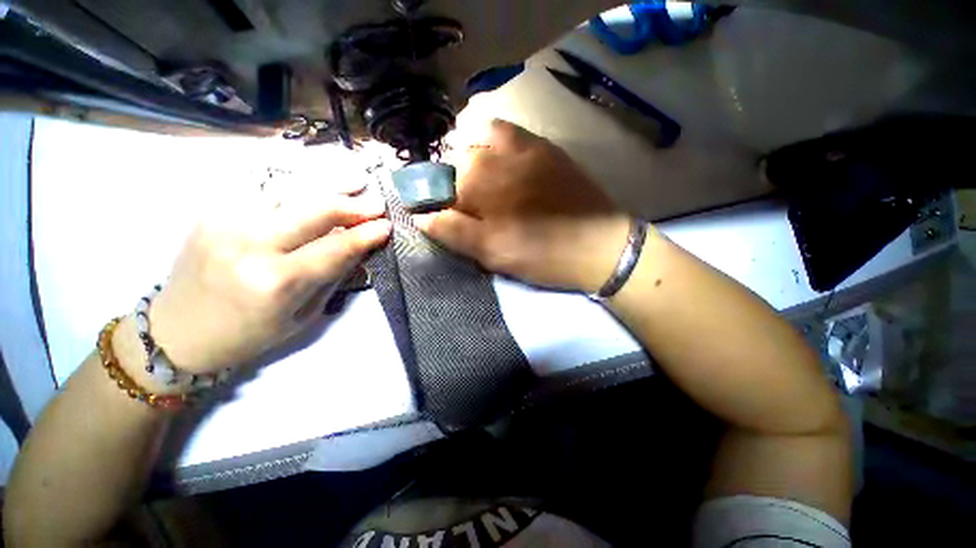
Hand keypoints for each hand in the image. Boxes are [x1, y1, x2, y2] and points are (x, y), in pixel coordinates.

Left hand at [147, 191, 390, 372]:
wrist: (176, 332)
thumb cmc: (248, 335)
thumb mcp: (303, 315)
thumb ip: (332, 275)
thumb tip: (359, 247)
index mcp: (276, 282)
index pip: (336, 247)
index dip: (366, 234)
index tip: (387, 225)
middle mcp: (250, 244)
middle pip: (315, 210)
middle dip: (352, 204)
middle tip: (377, 202)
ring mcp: (227, 221)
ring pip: (291, 190)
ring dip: (329, 184)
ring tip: (356, 180)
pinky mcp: (213, 210)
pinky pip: (264, 187)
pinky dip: (297, 182)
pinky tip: (316, 181)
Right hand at [416, 119, 630, 292]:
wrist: (598, 245)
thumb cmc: (542, 254)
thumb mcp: (493, 253)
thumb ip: (453, 231)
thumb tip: (420, 215)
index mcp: (479, 187)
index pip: (438, 186)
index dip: (434, 200)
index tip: (440, 214)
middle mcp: (494, 157)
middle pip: (456, 161)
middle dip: (453, 182)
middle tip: (467, 206)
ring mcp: (520, 146)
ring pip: (475, 137)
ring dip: (468, 156)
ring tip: (478, 179)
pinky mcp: (541, 147)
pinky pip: (504, 128)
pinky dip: (488, 134)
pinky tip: (494, 154)